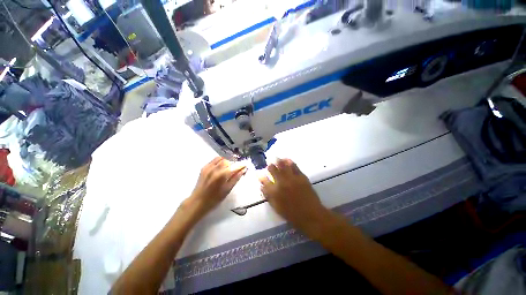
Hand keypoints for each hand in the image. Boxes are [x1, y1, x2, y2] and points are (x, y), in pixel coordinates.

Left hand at [187, 157, 246, 217]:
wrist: (198, 202)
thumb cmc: (215, 198)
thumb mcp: (228, 189)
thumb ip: (236, 178)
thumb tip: (243, 170)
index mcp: (222, 175)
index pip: (235, 166)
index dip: (241, 165)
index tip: (245, 165)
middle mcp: (215, 169)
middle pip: (228, 161)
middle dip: (233, 164)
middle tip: (236, 169)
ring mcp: (208, 167)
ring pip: (221, 159)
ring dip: (227, 162)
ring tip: (228, 168)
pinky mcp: (204, 167)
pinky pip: (214, 160)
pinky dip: (220, 161)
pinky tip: (221, 168)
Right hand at [259, 159, 327, 233]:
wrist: (311, 215)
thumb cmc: (293, 215)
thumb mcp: (277, 208)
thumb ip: (268, 196)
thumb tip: (262, 186)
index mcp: (274, 192)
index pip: (265, 181)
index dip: (261, 176)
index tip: (259, 173)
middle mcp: (281, 183)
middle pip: (273, 170)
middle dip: (270, 166)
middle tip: (270, 164)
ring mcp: (292, 178)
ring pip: (283, 166)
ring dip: (279, 161)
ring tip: (277, 158)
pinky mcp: (301, 177)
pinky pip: (294, 166)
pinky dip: (290, 162)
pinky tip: (287, 159)